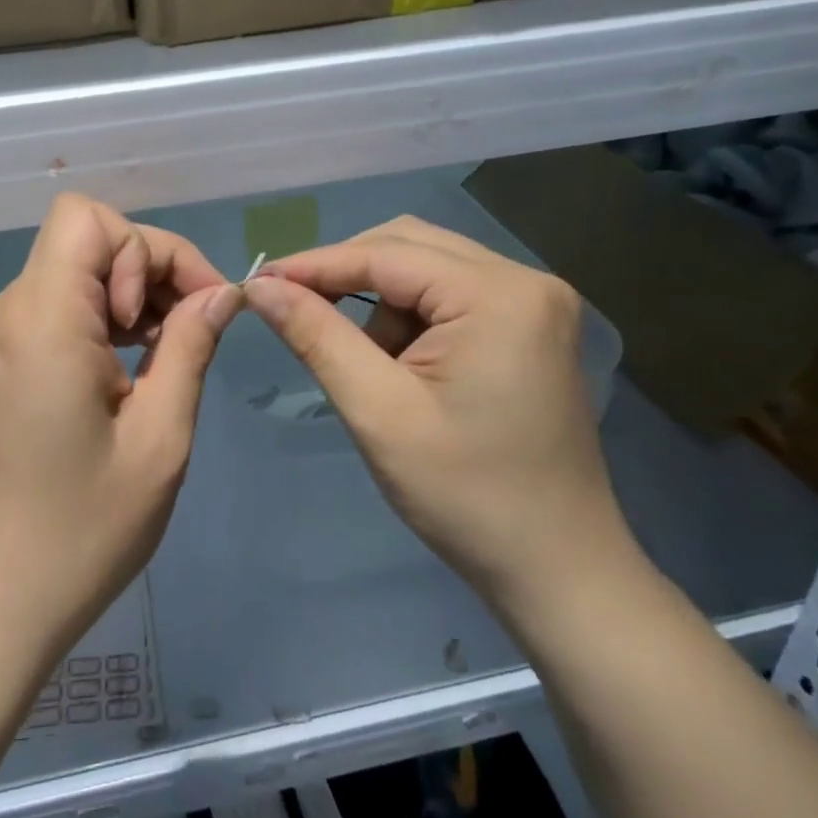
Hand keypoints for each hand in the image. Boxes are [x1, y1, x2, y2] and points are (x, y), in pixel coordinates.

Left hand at [0, 193, 241, 663]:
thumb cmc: (80, 531)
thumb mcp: (159, 440)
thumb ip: (190, 347)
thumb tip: (222, 293)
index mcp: (41, 320)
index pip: (88, 219)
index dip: (151, 247)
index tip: (191, 306)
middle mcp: (7, 309)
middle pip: (86, 240)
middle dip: (149, 269)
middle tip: (191, 332)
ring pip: (72, 269)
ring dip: (128, 294)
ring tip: (165, 354)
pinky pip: (55, 305)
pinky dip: (99, 317)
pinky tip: (128, 368)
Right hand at [242, 217, 633, 618]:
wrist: (558, 572)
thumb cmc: (466, 496)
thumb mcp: (377, 412)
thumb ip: (316, 336)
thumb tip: (262, 285)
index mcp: (498, 295)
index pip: (385, 253)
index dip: (315, 265)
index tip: (259, 282)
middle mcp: (525, 280)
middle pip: (409, 245)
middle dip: (348, 276)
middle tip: (297, 312)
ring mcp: (535, 302)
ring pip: (427, 266)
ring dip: (380, 300)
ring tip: (366, 362)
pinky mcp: (531, 326)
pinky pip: (451, 293)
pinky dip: (410, 316)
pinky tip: (400, 363)